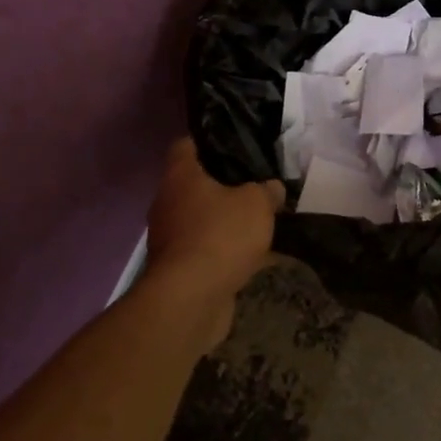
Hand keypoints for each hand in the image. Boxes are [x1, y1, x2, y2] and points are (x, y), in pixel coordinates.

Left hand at [140, 139, 284, 348]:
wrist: (191, 300)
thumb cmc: (220, 235)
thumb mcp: (257, 203)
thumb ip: (268, 190)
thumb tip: (272, 188)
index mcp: (180, 177)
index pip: (185, 145)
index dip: (207, 140)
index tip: (233, 142)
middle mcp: (168, 203)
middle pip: (196, 184)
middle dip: (225, 185)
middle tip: (256, 182)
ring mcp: (171, 238)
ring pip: (203, 219)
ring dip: (227, 221)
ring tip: (261, 219)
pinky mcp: (179, 269)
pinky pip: (208, 249)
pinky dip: (228, 251)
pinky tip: (258, 256)